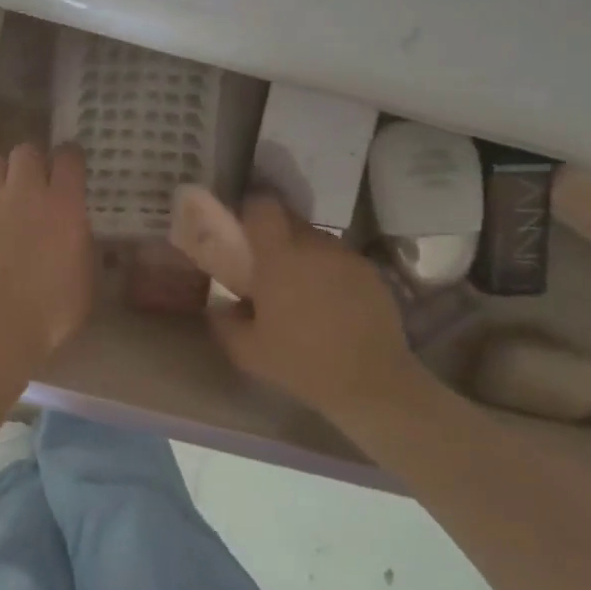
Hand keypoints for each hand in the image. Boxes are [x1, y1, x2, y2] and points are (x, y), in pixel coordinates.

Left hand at [0, 142, 93, 355]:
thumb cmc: (49, 311)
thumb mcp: (85, 279)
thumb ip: (84, 245)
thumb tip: (80, 233)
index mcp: (63, 204)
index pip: (68, 157)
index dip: (70, 157)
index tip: (70, 165)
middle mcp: (24, 191)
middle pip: (26, 150)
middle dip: (32, 161)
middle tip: (34, 182)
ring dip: (1, 176)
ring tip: (3, 199)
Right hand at [211, 195, 421, 418]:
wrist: (373, 383)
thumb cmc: (302, 362)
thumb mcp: (247, 351)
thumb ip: (223, 321)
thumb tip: (217, 306)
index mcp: (279, 256)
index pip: (263, 206)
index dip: (250, 209)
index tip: (241, 227)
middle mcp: (314, 245)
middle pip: (289, 218)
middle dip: (274, 233)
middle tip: (265, 262)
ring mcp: (346, 257)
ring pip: (316, 239)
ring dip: (303, 253)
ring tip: (299, 287)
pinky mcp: (371, 273)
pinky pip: (339, 259)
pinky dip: (328, 271)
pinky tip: (329, 303)